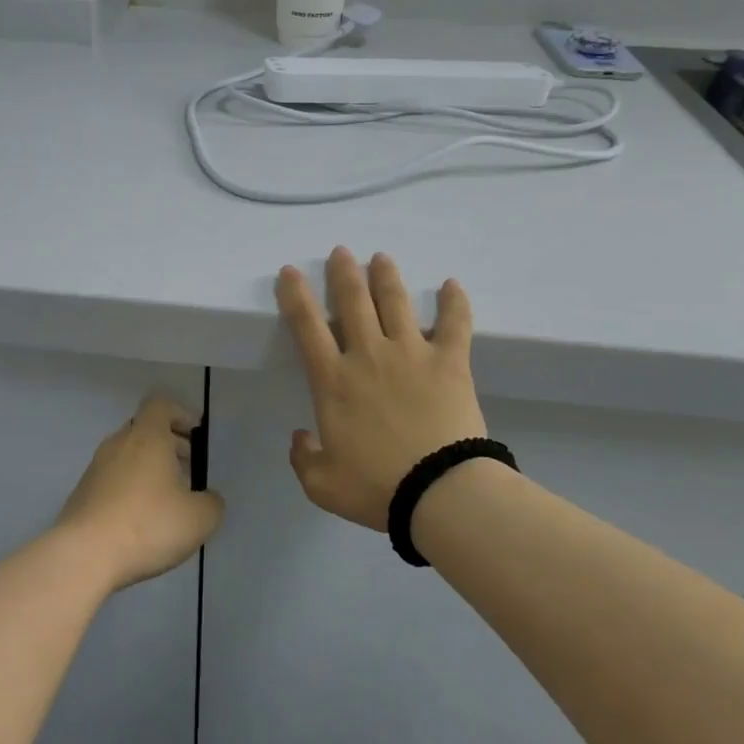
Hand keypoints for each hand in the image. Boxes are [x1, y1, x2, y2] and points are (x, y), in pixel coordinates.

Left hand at [55, 396, 224, 591]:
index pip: (160, 405)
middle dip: (168, 442)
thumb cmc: (147, 525)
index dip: (180, 413)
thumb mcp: (199, 519)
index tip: (196, 433)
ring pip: (127, 454)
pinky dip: (129, 487)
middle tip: (188, 466)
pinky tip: (141, 517)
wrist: (84, 556)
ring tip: (167, 496)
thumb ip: (211, 503)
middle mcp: (118, 444)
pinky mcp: (82, 494)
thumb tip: (208, 498)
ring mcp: (95, 468)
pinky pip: (112, 479)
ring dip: (148, 466)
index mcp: (147, 437)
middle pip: (144, 429)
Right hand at [275, 248, 486, 530]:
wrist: (439, 492)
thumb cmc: (377, 488)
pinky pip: (454, 324)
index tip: (289, 272)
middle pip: (353, 301)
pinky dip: (454, 302)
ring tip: (381, 258)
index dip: (295, 295)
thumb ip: (303, 458)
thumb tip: (300, 437)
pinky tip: (452, 284)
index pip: (306, 326)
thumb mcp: (322, 485)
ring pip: (395, 302)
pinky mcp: (449, 362)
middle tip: (340, 252)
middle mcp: (368, 355)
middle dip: (343, 273)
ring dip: (386, 277)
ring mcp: (411, 354)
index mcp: (333, 381)